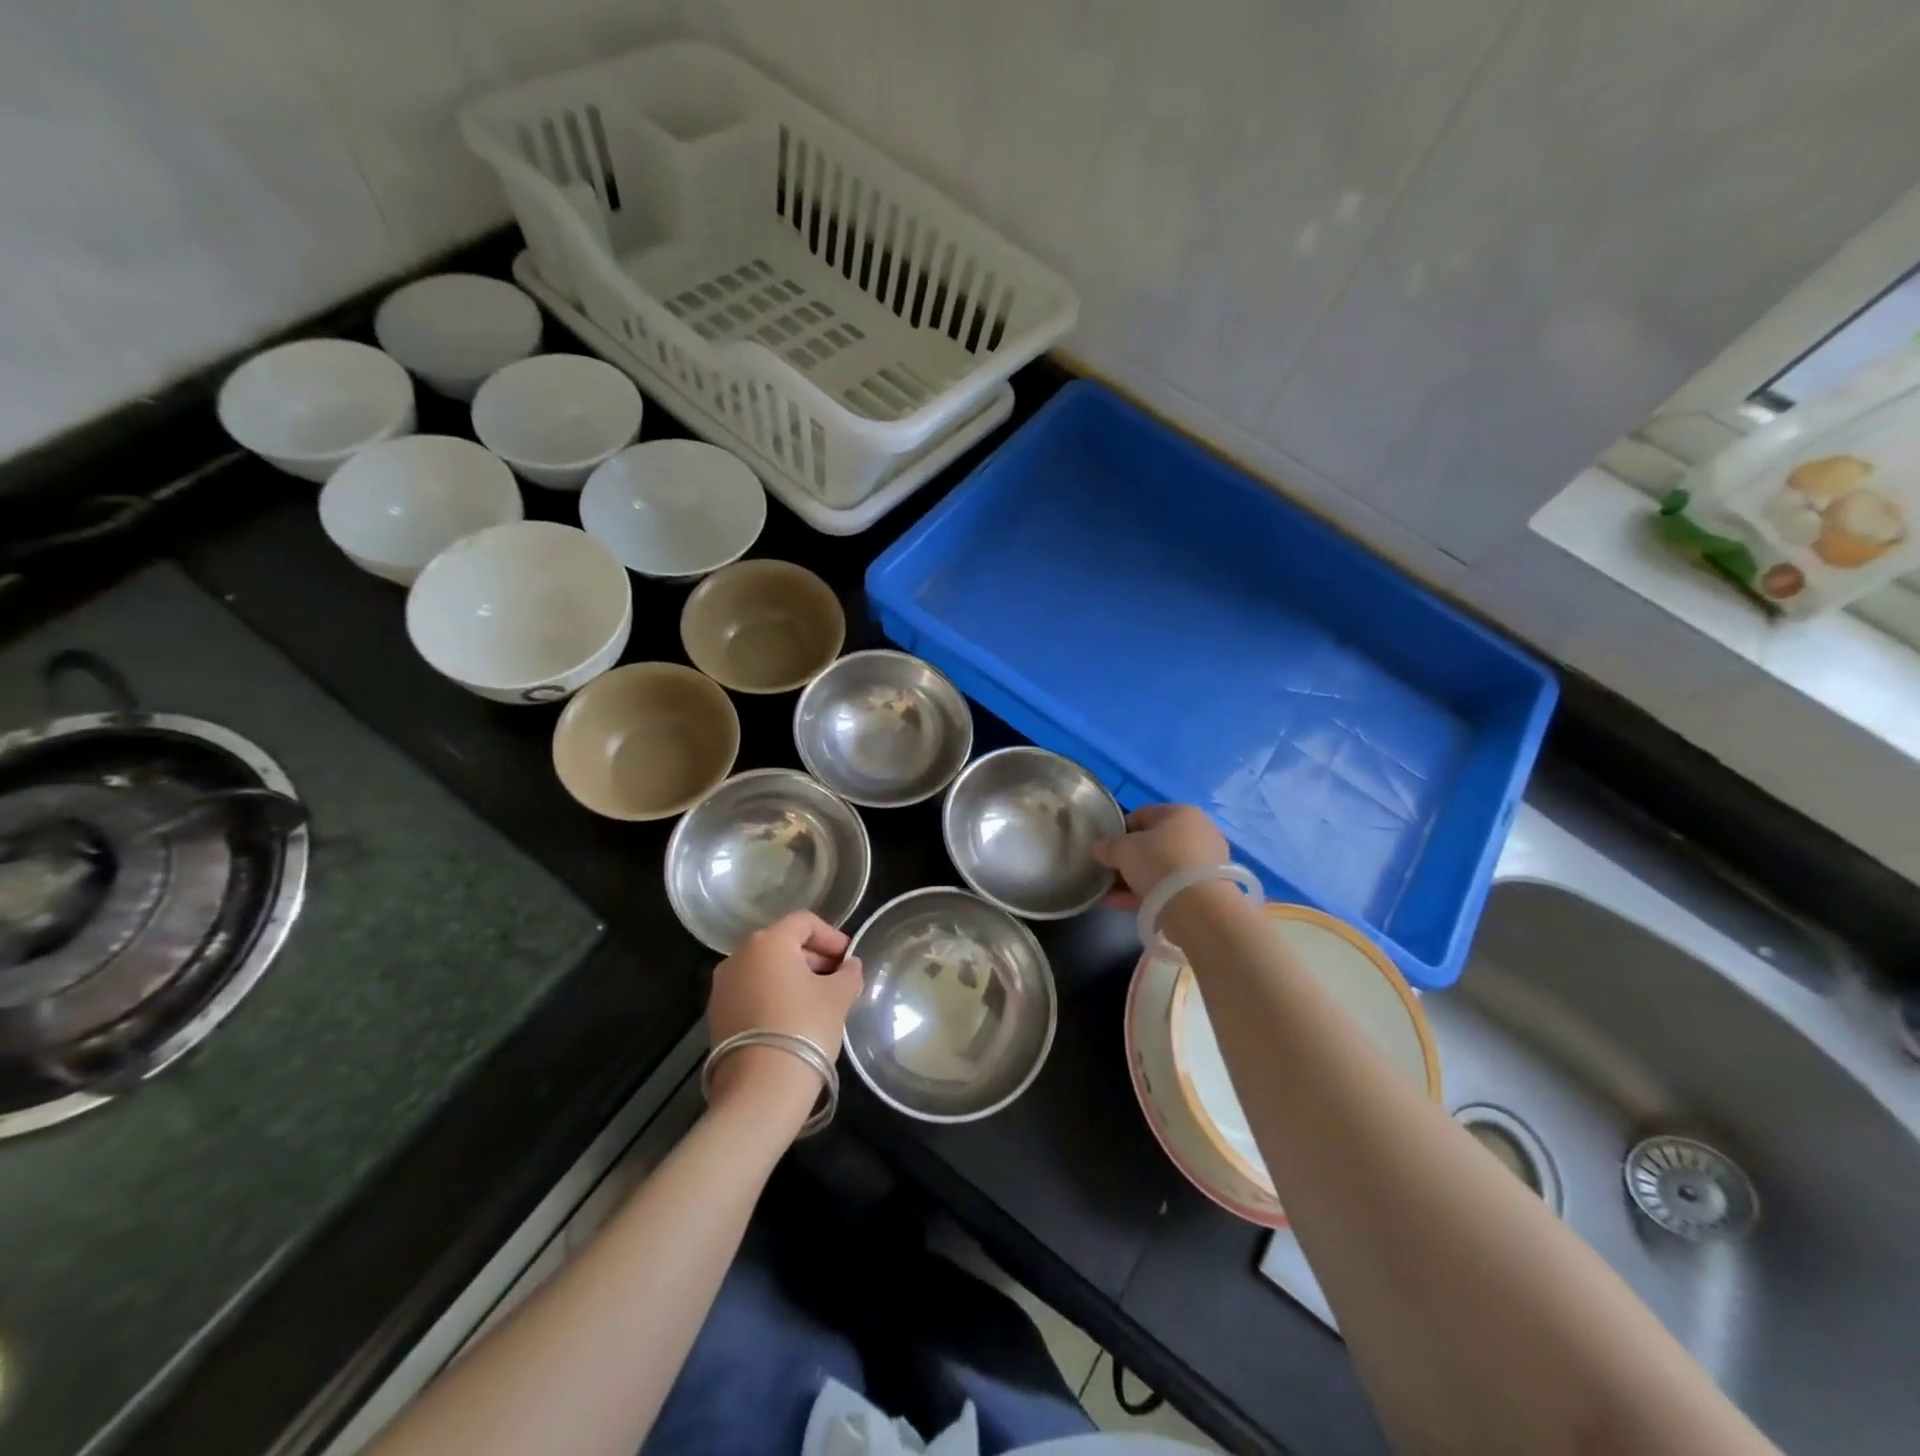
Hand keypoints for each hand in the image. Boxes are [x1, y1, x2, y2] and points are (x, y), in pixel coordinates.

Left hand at [706, 912, 862, 1108]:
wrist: (760, 1088)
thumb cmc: (805, 1027)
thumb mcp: (838, 997)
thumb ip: (848, 974)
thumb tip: (850, 966)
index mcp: (768, 942)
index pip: (804, 922)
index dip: (831, 936)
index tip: (849, 957)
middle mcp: (738, 956)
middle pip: (782, 943)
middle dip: (812, 957)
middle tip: (837, 978)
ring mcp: (722, 986)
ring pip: (764, 969)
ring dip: (791, 977)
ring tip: (817, 1000)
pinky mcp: (716, 1015)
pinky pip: (750, 992)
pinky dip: (772, 995)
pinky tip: (791, 1018)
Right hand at [1093, 804, 1230, 908]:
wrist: (1197, 906)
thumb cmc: (1158, 862)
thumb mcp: (1122, 849)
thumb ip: (1107, 846)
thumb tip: (1098, 848)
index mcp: (1181, 813)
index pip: (1143, 814)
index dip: (1119, 830)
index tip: (1104, 847)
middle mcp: (1198, 833)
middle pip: (1153, 844)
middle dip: (1128, 858)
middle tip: (1108, 871)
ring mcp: (1204, 863)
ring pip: (1160, 868)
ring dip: (1134, 879)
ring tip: (1109, 893)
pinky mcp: (1205, 891)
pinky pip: (1168, 888)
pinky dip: (1146, 894)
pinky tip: (1120, 904)